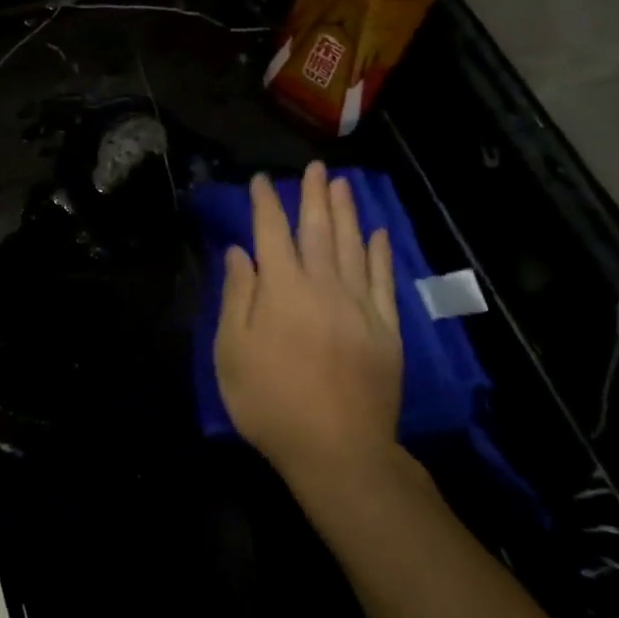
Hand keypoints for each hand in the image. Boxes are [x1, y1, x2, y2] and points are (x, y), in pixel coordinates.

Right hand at [214, 162, 404, 487]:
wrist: (337, 449)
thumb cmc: (270, 402)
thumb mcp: (232, 353)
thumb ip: (237, 297)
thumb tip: (240, 253)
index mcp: (281, 290)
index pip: (271, 233)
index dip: (265, 204)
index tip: (261, 180)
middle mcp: (323, 286)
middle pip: (318, 230)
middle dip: (313, 196)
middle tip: (314, 167)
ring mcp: (360, 305)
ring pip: (353, 246)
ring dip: (347, 212)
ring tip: (342, 184)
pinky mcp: (386, 328)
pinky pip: (384, 280)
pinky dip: (380, 254)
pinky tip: (377, 234)